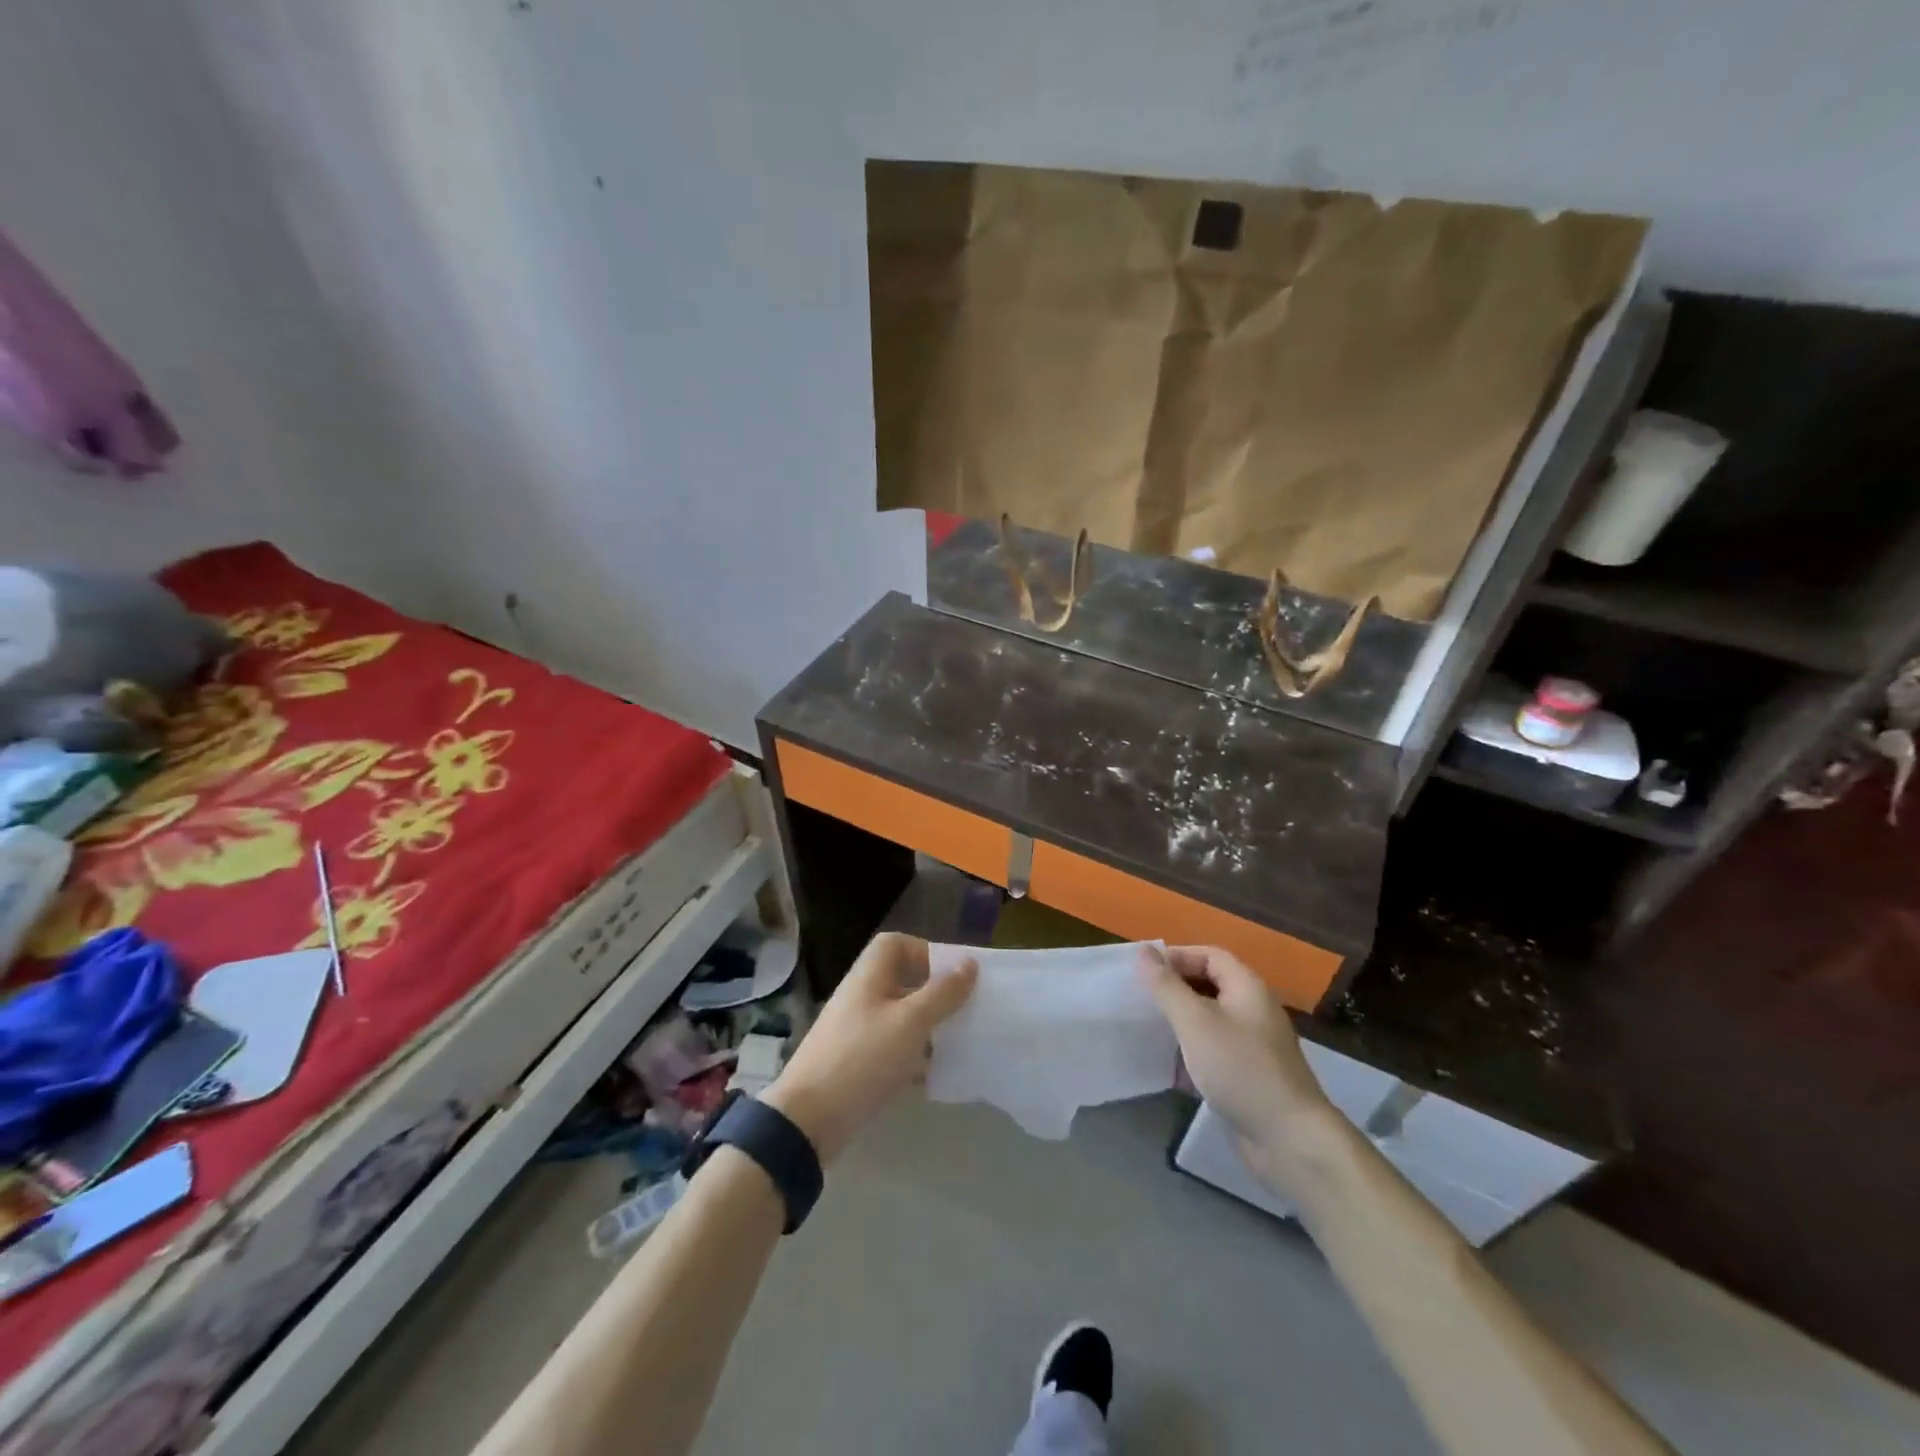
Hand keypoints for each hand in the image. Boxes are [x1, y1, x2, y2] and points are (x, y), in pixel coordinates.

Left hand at [761, 933, 976, 1165]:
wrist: (809, 1120)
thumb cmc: (863, 1059)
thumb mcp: (911, 1022)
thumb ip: (942, 992)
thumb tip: (969, 963)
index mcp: (869, 976)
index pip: (895, 945)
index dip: (925, 952)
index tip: (952, 975)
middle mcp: (861, 997)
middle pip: (901, 980)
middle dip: (934, 993)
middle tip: (964, 1011)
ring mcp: (856, 1031)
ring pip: (900, 1017)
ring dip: (928, 1027)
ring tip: (957, 1044)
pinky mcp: (856, 1063)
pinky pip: (892, 1048)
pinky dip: (914, 1056)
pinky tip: (935, 1076)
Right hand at [1140, 945, 1337, 1192]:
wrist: (1289, 1140)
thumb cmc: (1240, 1068)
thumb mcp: (1196, 1022)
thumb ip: (1167, 986)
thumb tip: (1144, 951)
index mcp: (1247, 988)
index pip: (1209, 955)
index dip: (1177, 957)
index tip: (1144, 972)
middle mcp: (1252, 1011)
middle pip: (1209, 986)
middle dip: (1174, 990)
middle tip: (1140, 1000)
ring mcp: (1252, 1046)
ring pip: (1209, 1022)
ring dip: (1179, 1023)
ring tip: (1147, 1030)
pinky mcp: (1247, 1077)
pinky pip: (1213, 1053)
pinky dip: (1189, 1055)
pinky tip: (1166, 1069)